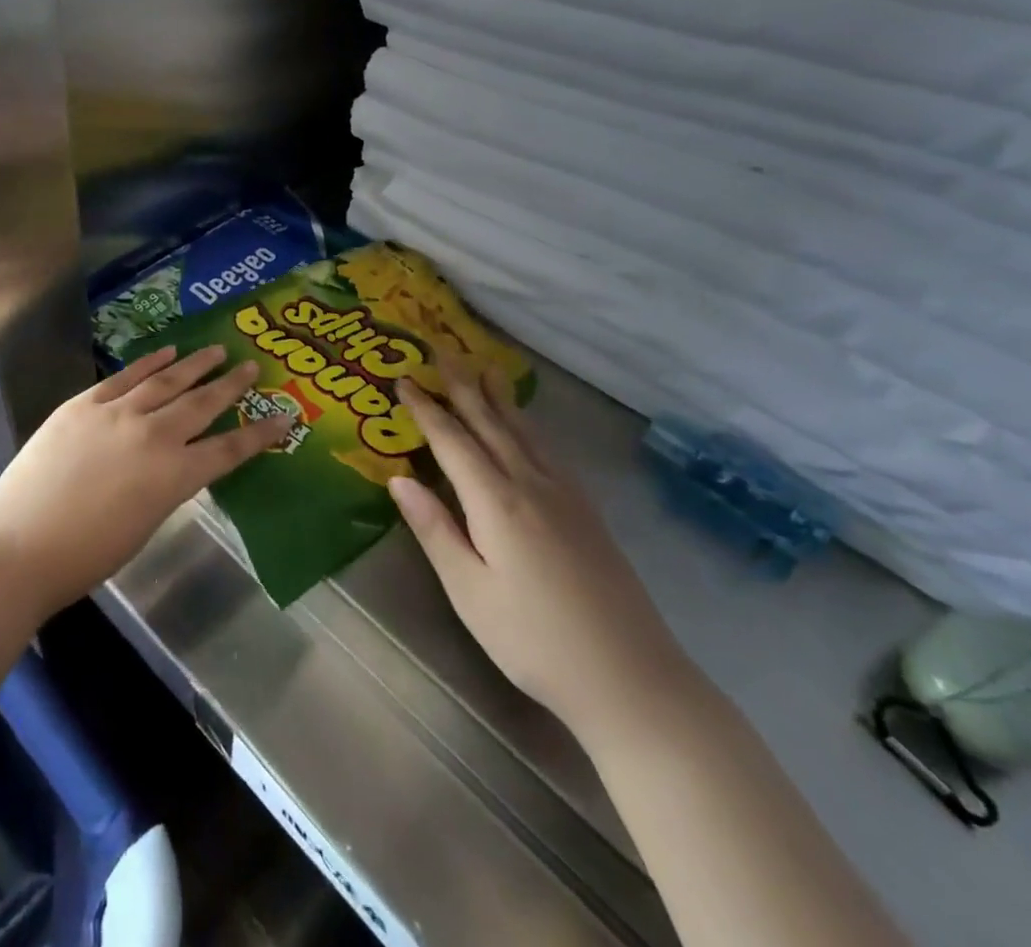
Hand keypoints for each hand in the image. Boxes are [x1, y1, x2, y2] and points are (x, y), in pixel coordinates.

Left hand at [0, 345, 293, 616]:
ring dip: (195, 365)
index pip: (229, 449)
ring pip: (167, 381)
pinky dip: (149, 362)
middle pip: (202, 404)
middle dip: (231, 386)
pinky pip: (125, 376)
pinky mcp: (84, 404)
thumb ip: (164, 487)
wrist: (17, 547)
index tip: (285, 417)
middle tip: (253, 367)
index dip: (260, 434)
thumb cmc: (84, 557)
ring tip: (217, 350)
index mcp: (174, 477)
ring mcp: (117, 414)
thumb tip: (172, 464)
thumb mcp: (142, 526)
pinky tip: (167, 352)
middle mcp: (154, 436)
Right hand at [390, 366, 690, 734]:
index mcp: (497, 502)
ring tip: (487, 368)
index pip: (453, 440)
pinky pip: (548, 450)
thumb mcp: (470, 593)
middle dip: (464, 386)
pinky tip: (528, 428)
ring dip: (500, 398)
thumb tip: (398, 478)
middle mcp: (532, 484)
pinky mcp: (588, 512)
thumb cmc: (534, 640)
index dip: (426, 408)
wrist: (632, 679)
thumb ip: (435, 530)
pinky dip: (529, 426)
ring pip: (524, 432)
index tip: (404, 379)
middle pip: (491, 423)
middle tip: (443, 351)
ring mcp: (565, 496)